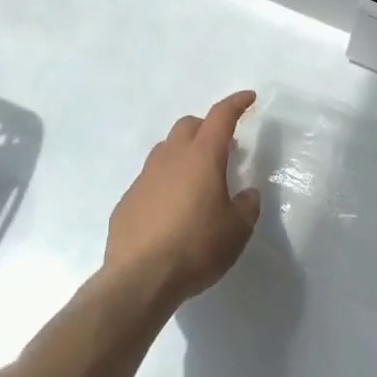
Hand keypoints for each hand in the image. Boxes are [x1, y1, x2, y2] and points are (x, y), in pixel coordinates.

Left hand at [106, 91, 262, 308]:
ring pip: (166, 149)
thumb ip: (246, 206)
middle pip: (189, 125)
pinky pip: (150, 180)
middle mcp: (171, 158)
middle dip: (207, 128)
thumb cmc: (196, 247)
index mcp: (202, 157)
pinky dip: (165, 183)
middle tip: (224, 147)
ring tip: (197, 179)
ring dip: (184, 153)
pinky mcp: (127, 200)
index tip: (249, 98)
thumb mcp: (237, 230)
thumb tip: (246, 194)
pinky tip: (171, 210)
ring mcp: (144, 177)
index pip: (221, 116)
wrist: (139, 278)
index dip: (236, 103)